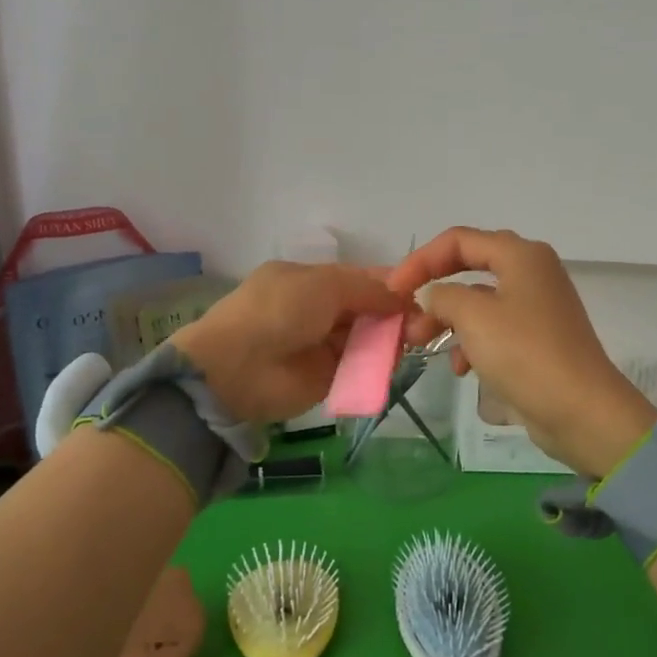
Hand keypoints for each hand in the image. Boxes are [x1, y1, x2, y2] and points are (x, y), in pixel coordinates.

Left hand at [171, 263, 408, 424]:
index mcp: (310, 280)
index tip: (419, 293)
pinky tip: (393, 363)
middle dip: (393, 314)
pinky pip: (360, 368)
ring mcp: (322, 344)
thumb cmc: (278, 312)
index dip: (388, 284)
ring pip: (367, 338)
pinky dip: (377, 366)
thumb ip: (367, 288)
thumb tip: (402, 295)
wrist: (236, 368)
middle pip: (367, 309)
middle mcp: (318, 309)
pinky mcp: (327, 378)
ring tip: (409, 343)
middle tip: (420, 324)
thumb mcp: (324, 284)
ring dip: (388, 340)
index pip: (359, 278)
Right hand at [388, 227, 656, 477]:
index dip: (420, 261)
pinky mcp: (539, 339)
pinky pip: (494, 329)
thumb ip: (442, 295)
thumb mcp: (473, 317)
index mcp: (521, 255)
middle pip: (468, 268)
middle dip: (433, 293)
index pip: (458, 240)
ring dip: (448, 321)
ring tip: (422, 346)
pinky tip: (462, 369)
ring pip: (479, 303)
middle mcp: (532, 272)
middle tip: (405, 318)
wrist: (582, 411)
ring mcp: (537, 307)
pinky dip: (472, 343)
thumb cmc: (525, 353)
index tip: (392, 290)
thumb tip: (431, 295)